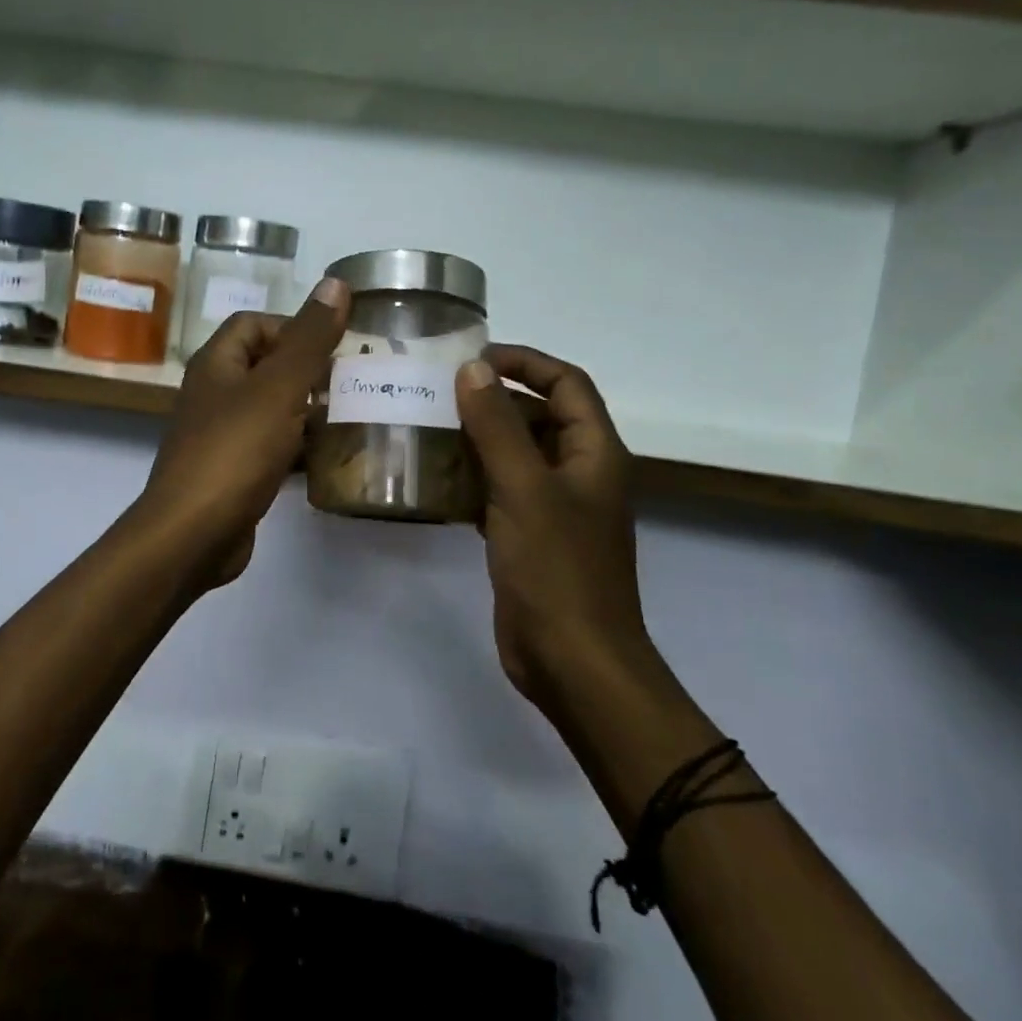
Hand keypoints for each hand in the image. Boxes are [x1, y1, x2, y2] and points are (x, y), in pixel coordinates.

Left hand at [134, 277, 350, 594]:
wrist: (193, 534)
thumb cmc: (235, 450)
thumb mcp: (278, 387)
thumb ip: (309, 338)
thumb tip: (336, 283)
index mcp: (216, 364)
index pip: (254, 323)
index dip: (293, 326)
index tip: (334, 346)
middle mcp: (213, 394)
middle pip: (265, 365)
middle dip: (309, 370)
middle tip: (353, 381)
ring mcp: (220, 436)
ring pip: (270, 409)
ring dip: (307, 410)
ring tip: (352, 416)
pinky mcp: (232, 473)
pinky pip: (270, 447)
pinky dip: (297, 447)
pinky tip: (329, 458)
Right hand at [454, 347, 647, 710]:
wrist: (573, 662)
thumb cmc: (557, 569)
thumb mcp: (524, 489)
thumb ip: (497, 426)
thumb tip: (471, 369)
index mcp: (594, 452)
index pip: (566, 383)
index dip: (525, 362)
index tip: (472, 358)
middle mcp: (579, 472)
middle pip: (539, 416)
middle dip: (493, 400)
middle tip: (437, 393)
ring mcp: (554, 507)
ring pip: (515, 455)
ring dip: (477, 439)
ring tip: (427, 427)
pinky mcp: (529, 536)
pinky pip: (499, 491)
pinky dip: (472, 479)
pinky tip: (434, 479)